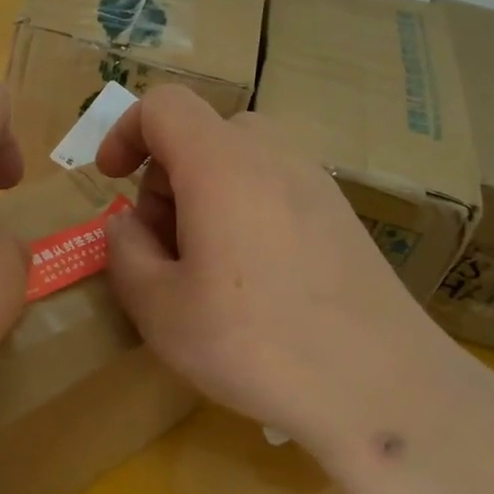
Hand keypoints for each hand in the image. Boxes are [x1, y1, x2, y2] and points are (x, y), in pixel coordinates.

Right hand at [96, 84, 461, 459]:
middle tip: (161, 245)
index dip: (125, 131)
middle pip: (202, 132)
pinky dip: (244, 208)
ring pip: (239, 159)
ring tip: (204, 266)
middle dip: (165, 177)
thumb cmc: (257, 344)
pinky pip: (275, 185)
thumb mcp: (160, 309)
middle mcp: (272, 155)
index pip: (163, 105)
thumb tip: (128, 225)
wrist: (382, 387)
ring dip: (204, 194)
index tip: (110, 179)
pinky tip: (254, 279)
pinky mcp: (341, 213)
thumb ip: (125, 252)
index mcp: (221, 164)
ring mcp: (315, 182)